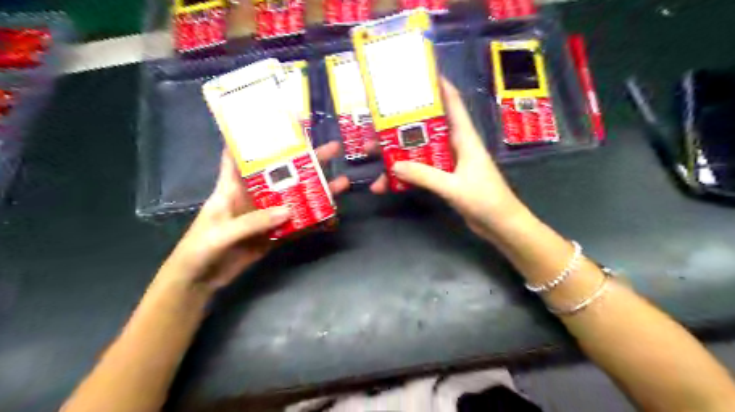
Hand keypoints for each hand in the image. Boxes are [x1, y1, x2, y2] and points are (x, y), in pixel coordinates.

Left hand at [159, 143, 347, 290]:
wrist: (200, 281)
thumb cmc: (200, 249)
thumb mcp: (222, 233)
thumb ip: (253, 222)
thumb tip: (289, 211)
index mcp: (232, 187)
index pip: (243, 154)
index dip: (257, 137)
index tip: (279, 121)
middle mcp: (253, 196)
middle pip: (281, 174)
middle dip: (305, 160)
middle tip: (332, 149)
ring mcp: (266, 215)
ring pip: (294, 198)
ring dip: (315, 190)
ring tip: (341, 181)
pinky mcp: (274, 233)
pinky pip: (296, 223)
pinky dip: (312, 219)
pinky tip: (330, 213)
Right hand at [373, 77, 527, 237]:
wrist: (501, 225)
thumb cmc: (486, 200)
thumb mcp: (454, 187)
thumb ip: (425, 176)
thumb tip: (394, 166)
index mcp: (464, 138)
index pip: (453, 103)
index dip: (438, 86)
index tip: (417, 74)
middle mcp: (455, 145)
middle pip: (425, 128)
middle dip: (400, 126)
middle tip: (375, 126)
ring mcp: (449, 163)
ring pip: (419, 152)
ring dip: (397, 154)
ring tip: (372, 156)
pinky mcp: (445, 178)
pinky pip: (421, 171)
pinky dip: (405, 176)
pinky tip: (386, 184)